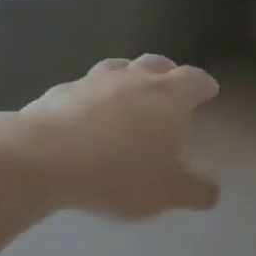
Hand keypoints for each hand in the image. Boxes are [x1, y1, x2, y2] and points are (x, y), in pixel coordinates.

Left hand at [14, 55, 220, 218]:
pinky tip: (85, 117)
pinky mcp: (58, 93)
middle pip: (157, 64)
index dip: (204, 85)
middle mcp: (134, 78)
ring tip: (128, 97)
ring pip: (118, 69)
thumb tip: (211, 191)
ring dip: (127, 79)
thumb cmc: (120, 172)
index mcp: (169, 96)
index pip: (195, 80)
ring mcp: (93, 81)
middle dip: (168, 73)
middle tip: (170, 88)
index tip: (209, 91)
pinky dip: (91, 98)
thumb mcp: (169, 192)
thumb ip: (197, 190)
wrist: (44, 159)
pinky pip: (83, 90)